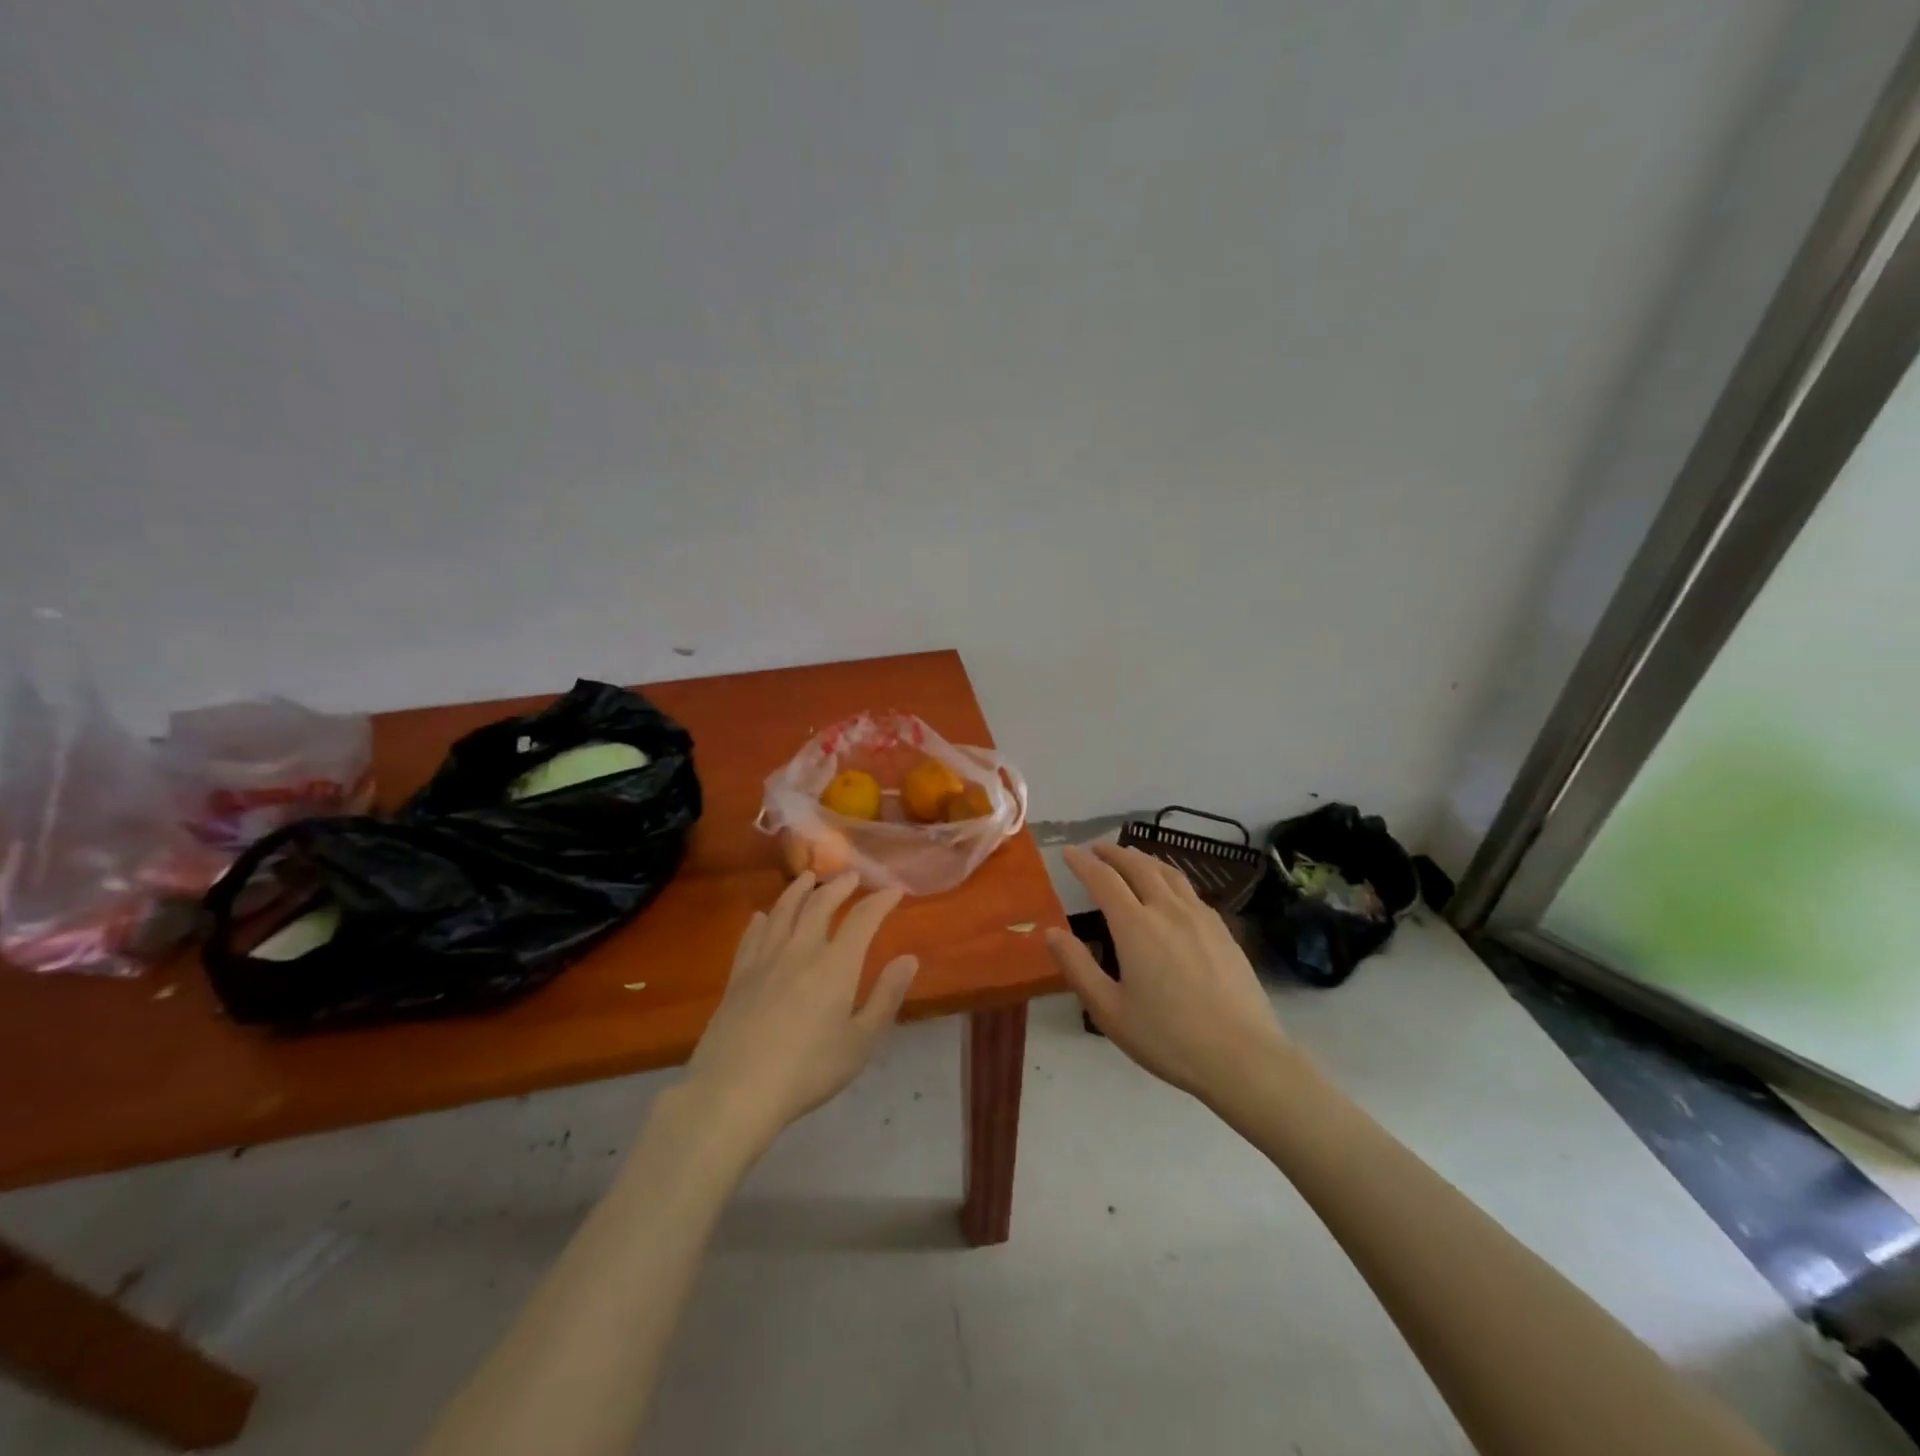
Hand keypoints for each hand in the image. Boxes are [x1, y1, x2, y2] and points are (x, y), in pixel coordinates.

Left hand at [681, 871, 918, 1155]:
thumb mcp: (861, 1042)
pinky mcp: (738, 976)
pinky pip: (751, 936)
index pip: (863, 919)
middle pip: (820, 905)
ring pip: (783, 912)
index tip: (894, 891)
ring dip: (798, 890)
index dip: (880, 901)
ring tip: (808, 878)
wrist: (735, 1090)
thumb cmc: (808, 1070)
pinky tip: (762, 916)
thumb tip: (909, 959)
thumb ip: (886, 997)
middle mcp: (801, 950)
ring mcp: (765, 960)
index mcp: (836, 965)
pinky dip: (761, 920)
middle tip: (850, 876)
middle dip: (838, 887)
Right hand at [1045, 844, 1289, 1106]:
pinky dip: (1169, 877)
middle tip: (1096, 848)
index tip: (1068, 852)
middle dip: (1114, 853)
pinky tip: (1170, 892)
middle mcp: (1168, 910)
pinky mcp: (1223, 931)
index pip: (1104, 879)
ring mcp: (1200, 917)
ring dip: (1143, 859)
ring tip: (1131, 858)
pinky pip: (1190, 890)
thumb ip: (1078, 967)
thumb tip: (1050, 932)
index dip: (1082, 862)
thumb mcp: (1109, 1010)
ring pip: (1168, 872)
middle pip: (1138, 865)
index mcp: (1135, 926)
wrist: (1243, 1056)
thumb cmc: (1168, 1038)